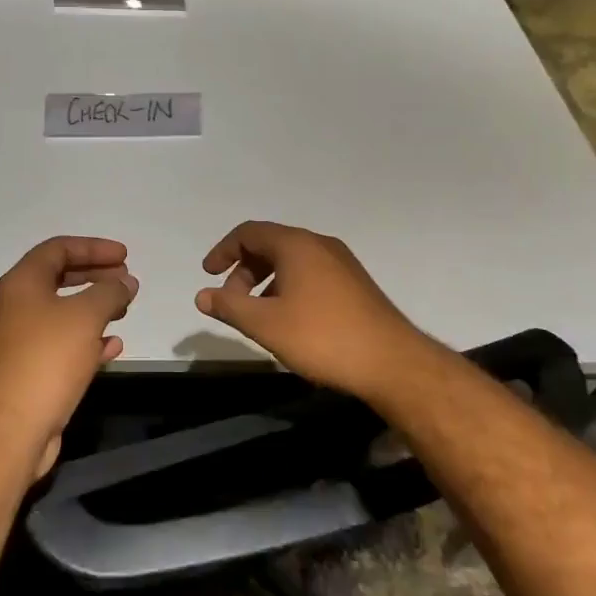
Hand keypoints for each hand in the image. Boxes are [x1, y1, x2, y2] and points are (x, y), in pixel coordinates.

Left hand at [0, 236, 136, 474]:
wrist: (12, 426)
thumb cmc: (48, 357)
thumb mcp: (86, 315)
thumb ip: (110, 292)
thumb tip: (125, 283)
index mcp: (23, 283)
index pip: (58, 249)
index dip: (93, 247)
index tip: (124, 256)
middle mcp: (17, 305)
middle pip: (60, 278)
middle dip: (95, 275)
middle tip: (125, 279)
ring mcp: (22, 339)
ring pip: (63, 312)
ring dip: (95, 307)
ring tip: (124, 310)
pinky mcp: (30, 370)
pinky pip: (63, 344)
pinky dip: (88, 340)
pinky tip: (113, 346)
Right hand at [195, 221, 437, 402]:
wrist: (392, 363)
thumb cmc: (322, 337)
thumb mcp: (266, 324)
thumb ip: (230, 306)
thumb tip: (202, 294)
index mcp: (296, 244)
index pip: (249, 232)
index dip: (223, 251)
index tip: (208, 274)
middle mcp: (320, 244)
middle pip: (271, 244)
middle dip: (244, 270)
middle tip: (233, 301)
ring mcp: (342, 263)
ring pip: (292, 260)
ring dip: (267, 280)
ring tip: (259, 314)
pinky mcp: (356, 283)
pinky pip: (311, 273)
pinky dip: (289, 286)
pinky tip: (291, 319)